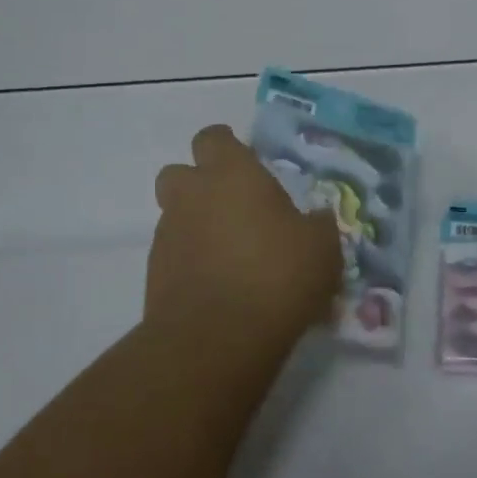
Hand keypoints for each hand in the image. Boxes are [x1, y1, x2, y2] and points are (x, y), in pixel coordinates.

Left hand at [150, 125, 344, 347]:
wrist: (216, 339)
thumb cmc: (277, 275)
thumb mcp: (321, 247)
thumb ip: (317, 225)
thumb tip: (315, 219)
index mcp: (231, 174)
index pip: (214, 138)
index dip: (228, 147)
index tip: (248, 164)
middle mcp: (192, 195)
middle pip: (179, 172)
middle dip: (200, 184)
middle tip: (234, 207)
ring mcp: (168, 235)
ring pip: (175, 215)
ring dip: (197, 225)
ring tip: (232, 255)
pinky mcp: (154, 275)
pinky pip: (174, 255)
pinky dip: (191, 262)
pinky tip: (219, 286)